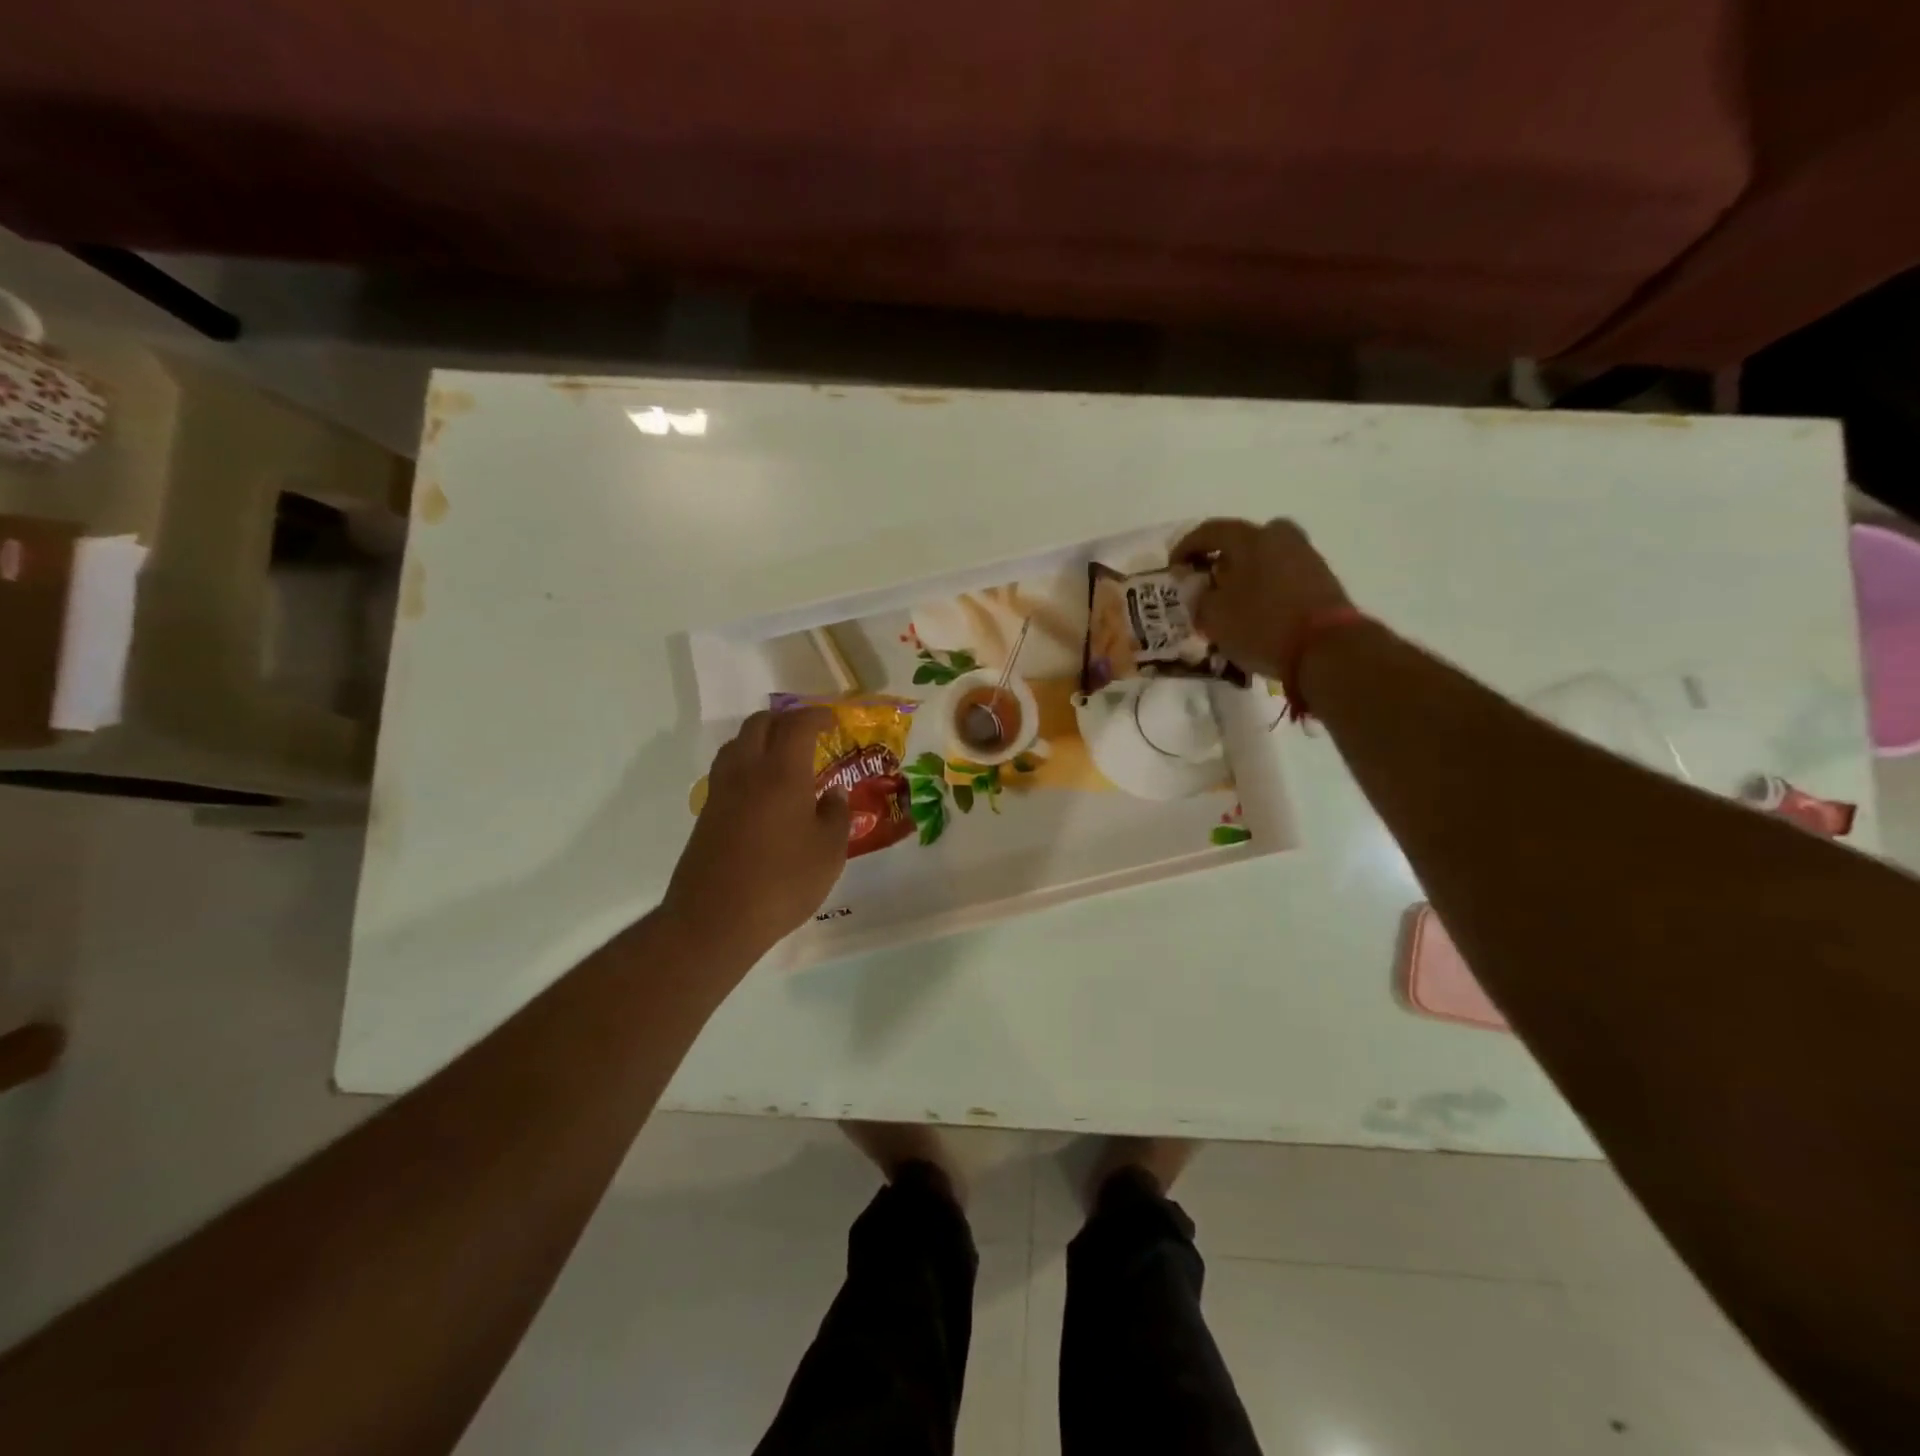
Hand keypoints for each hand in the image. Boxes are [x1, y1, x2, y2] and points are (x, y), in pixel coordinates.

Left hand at [662, 707, 849, 961]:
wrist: (714, 920)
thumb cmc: (783, 882)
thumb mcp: (829, 852)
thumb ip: (836, 815)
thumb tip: (833, 794)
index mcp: (782, 773)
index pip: (797, 725)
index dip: (816, 716)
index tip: (833, 721)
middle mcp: (747, 771)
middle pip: (760, 724)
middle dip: (786, 721)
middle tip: (809, 734)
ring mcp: (721, 792)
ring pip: (737, 744)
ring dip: (761, 739)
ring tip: (784, 758)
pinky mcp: (707, 814)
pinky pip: (728, 771)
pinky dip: (747, 765)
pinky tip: (763, 791)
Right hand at [1172, 518, 1353, 679]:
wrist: (1327, 648)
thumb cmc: (1262, 625)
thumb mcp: (1214, 616)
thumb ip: (1199, 597)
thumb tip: (1198, 587)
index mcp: (1250, 537)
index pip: (1209, 531)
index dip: (1185, 548)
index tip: (1173, 569)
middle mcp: (1280, 536)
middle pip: (1242, 541)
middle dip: (1220, 559)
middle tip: (1207, 582)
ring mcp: (1306, 556)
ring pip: (1264, 558)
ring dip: (1244, 575)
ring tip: (1230, 602)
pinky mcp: (1321, 579)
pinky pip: (1281, 575)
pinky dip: (1264, 587)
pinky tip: (1256, 611)